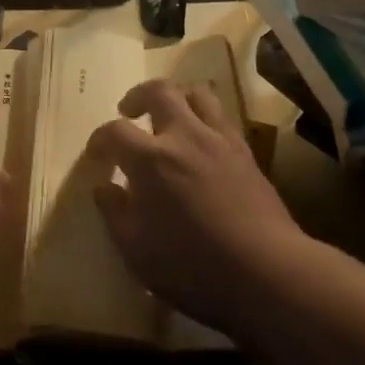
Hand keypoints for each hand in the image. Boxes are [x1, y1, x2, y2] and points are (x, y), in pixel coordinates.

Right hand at [86, 79, 304, 334]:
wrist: (267, 273)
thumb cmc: (193, 267)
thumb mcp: (136, 251)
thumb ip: (115, 213)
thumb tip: (104, 187)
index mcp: (151, 159)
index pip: (115, 131)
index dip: (100, 139)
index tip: (96, 154)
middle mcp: (184, 136)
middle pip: (159, 91)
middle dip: (138, 96)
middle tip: (130, 111)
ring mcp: (219, 140)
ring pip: (197, 94)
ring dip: (177, 99)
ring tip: (170, 117)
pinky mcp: (246, 153)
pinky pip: (223, 117)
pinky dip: (205, 119)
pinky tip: (201, 143)